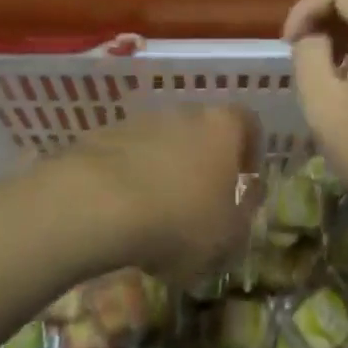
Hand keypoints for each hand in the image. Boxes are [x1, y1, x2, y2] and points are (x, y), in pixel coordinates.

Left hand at [65, 106, 260, 282]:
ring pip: (164, 140)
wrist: (96, 204)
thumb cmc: (178, 220)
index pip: (248, 122)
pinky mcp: (104, 134)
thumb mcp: (228, 236)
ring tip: (157, 210)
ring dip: (166, 167)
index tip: (245, 179)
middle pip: (203, 129)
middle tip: (201, 200)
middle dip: (204, 160)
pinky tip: (123, 210)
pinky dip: (131, 175)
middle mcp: (185, 111)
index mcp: (223, 126)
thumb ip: (246, 213)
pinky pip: (129, 154)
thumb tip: (249, 195)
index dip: (250, 149)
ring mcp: (141, 119)